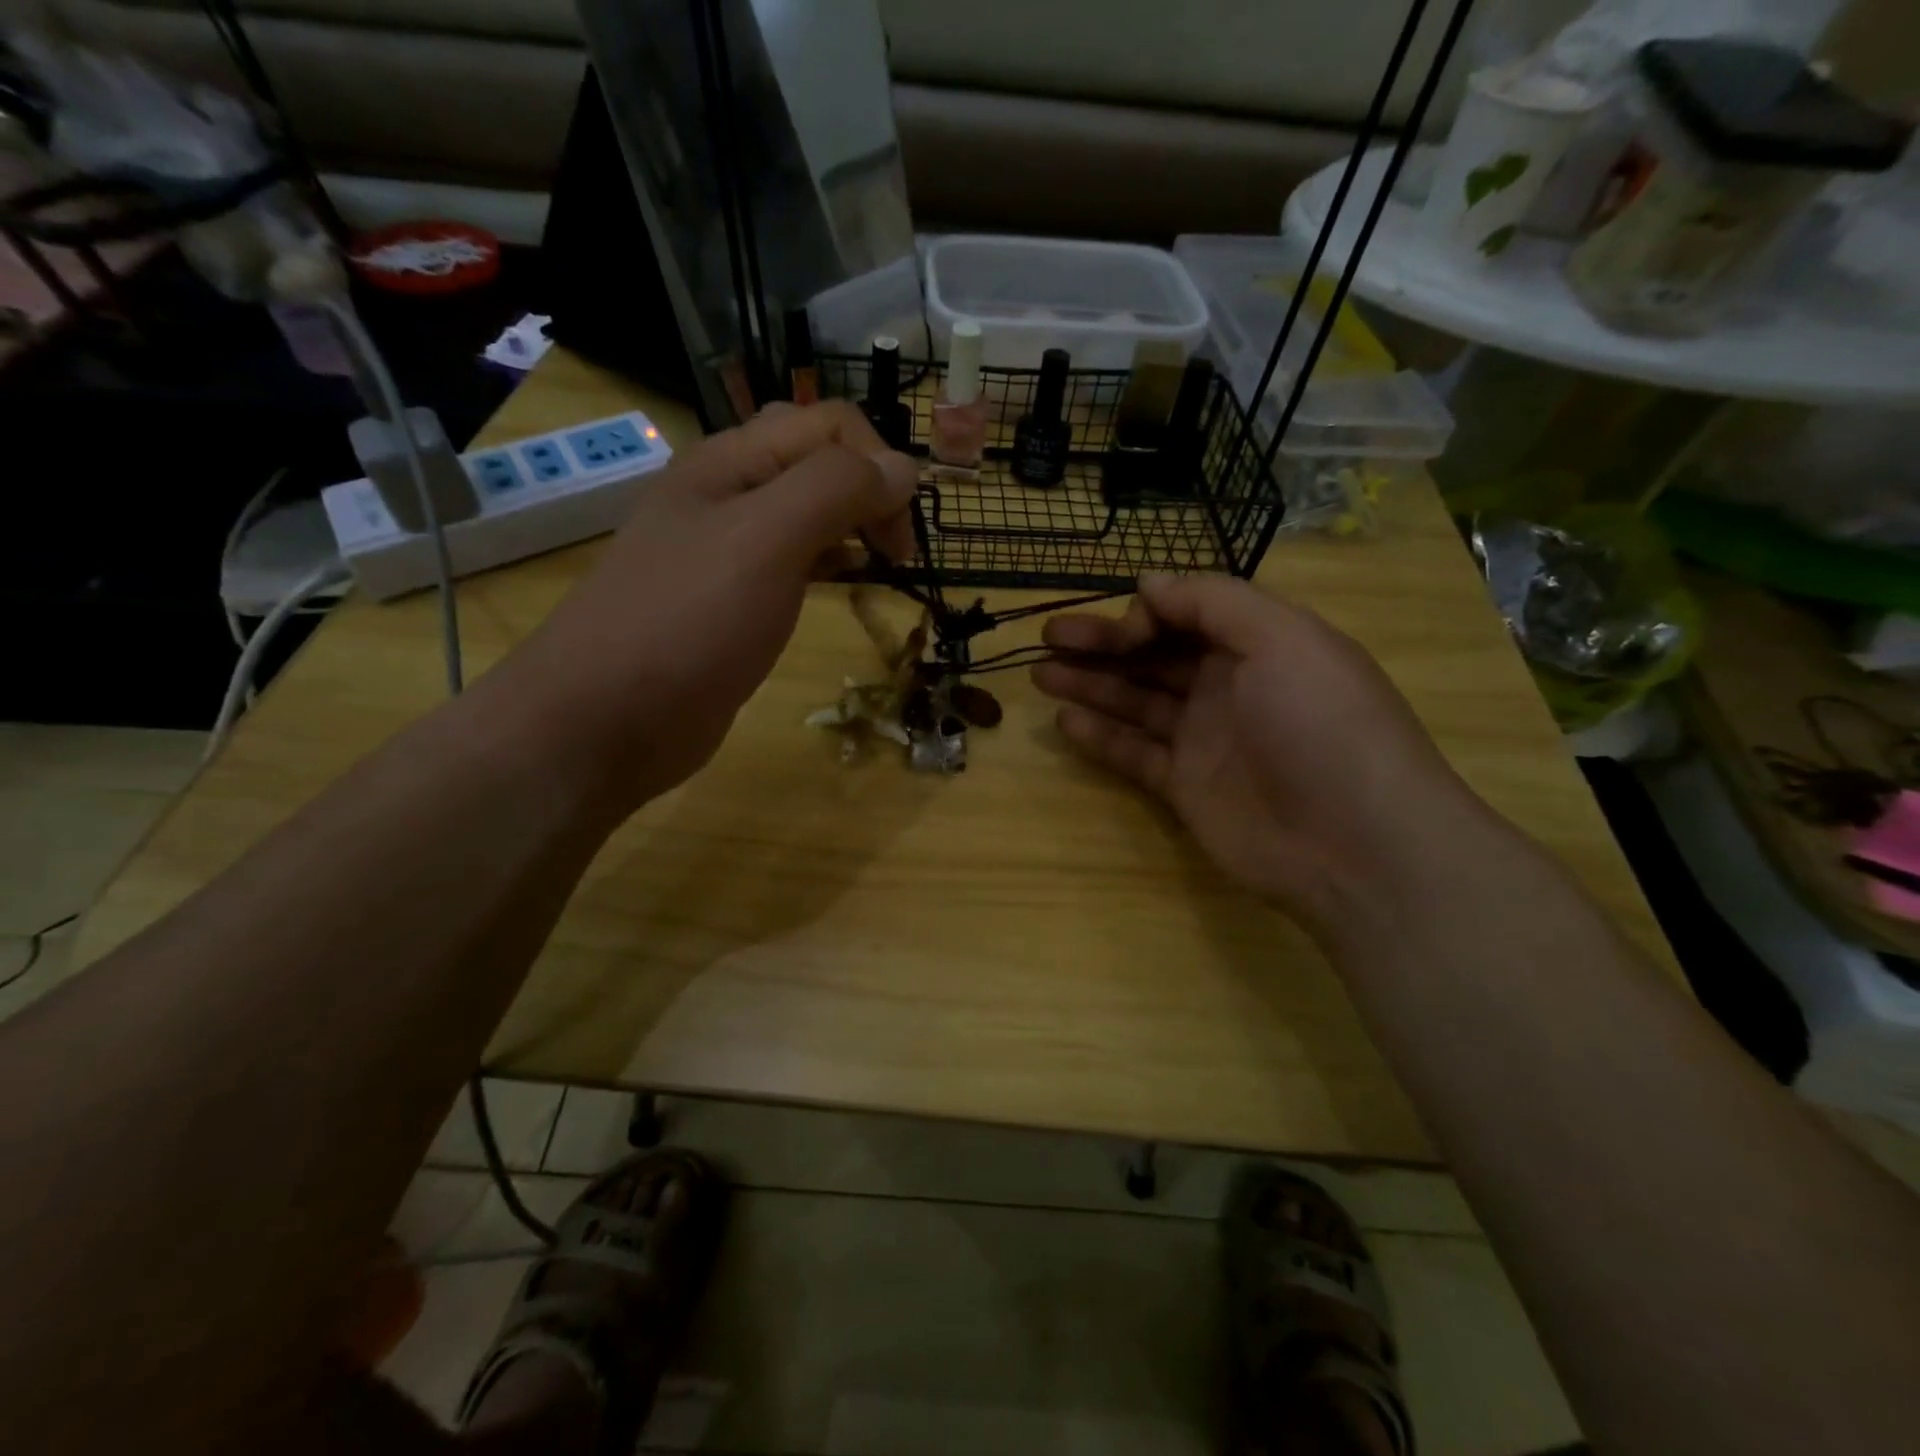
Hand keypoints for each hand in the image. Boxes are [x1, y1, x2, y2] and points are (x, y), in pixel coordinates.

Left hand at [493, 401, 918, 809]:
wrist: (606, 720)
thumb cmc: (688, 623)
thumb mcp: (766, 541)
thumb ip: (835, 490)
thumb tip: (905, 468)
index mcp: (732, 462)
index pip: (829, 425)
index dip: (879, 464)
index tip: (903, 536)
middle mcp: (728, 494)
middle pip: (818, 461)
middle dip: (870, 491)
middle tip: (898, 552)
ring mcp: (726, 550)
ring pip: (807, 512)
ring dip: (853, 526)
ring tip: (884, 566)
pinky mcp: (730, 600)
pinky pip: (792, 560)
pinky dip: (829, 562)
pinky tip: (843, 586)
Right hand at [1032, 573, 1490, 937]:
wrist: (1354, 844)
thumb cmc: (1321, 725)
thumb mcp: (1282, 638)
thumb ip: (1213, 601)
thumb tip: (1149, 582)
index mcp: (1259, 644)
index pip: (1188, 614)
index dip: (1145, 614)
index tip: (1117, 629)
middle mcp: (1230, 686)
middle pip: (1154, 655)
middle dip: (1101, 643)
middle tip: (1048, 636)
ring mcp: (1206, 739)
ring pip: (1136, 702)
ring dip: (1090, 685)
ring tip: (1040, 674)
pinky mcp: (1186, 787)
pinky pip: (1134, 754)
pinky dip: (1100, 738)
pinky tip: (1065, 722)